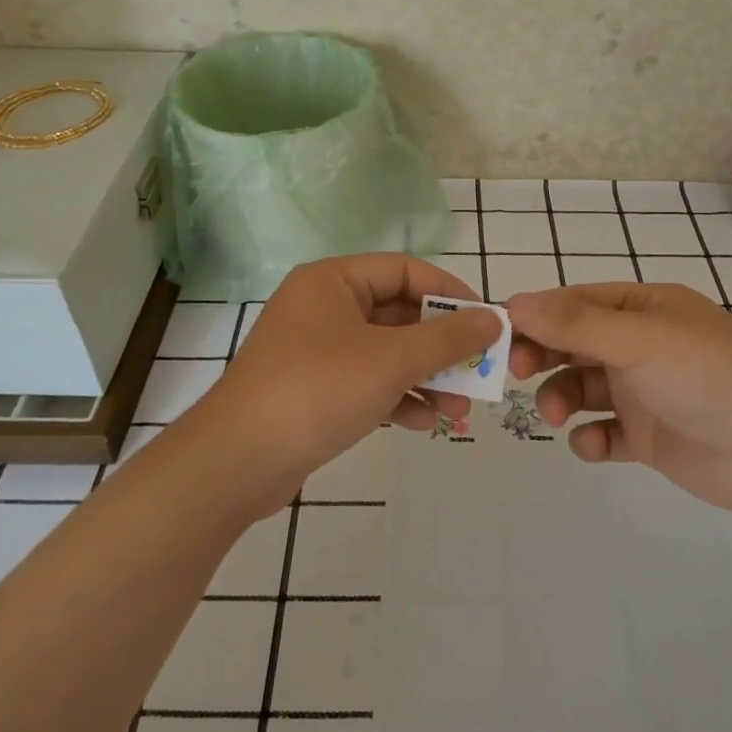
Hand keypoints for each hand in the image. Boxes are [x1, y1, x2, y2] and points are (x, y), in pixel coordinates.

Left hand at [195, 255, 499, 517]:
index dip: (451, 292)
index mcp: (334, 281)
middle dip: (441, 347)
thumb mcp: (391, 360)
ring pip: (385, 353)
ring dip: (425, 378)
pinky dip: (397, 398)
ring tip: (460, 410)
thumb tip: (493, 319)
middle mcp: (324, 307)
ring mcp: (316, 350)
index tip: (487, 322)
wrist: (238, 462)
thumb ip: (447, 338)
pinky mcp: (313, 389)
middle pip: (398, 314)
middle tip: (480, 371)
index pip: (406, 270)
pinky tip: (424, 423)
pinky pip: (367, 382)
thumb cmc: (318, 391)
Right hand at [506, 282, 731, 516]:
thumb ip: (574, 324)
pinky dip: (591, 438)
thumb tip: (512, 302)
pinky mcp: (651, 437)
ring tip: (556, 415)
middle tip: (516, 373)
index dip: (536, 316)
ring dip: (561, 397)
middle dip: (543, 356)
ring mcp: (646, 392)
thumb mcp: (638, 340)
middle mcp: (642, 346)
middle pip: (574, 345)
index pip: (575, 303)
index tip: (499, 335)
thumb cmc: (708, 375)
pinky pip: (605, 432)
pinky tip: (595, 444)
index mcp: (644, 309)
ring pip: (583, 388)